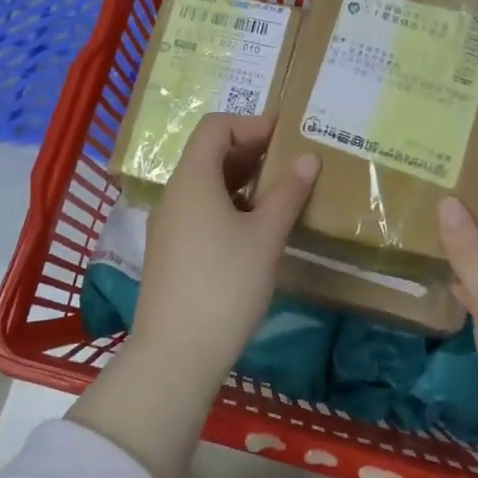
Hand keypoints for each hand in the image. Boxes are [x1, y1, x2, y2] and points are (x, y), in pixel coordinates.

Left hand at [130, 113, 319, 385]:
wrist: (175, 354)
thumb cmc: (226, 285)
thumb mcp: (265, 237)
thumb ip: (288, 193)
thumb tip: (308, 158)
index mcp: (193, 180)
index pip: (216, 127)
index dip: (251, 124)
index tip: (286, 136)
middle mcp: (174, 194)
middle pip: (208, 153)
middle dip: (249, 151)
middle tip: (289, 163)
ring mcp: (168, 224)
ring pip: (204, 185)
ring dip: (240, 181)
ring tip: (277, 196)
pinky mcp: (169, 251)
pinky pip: (198, 211)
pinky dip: (227, 206)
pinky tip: (252, 229)